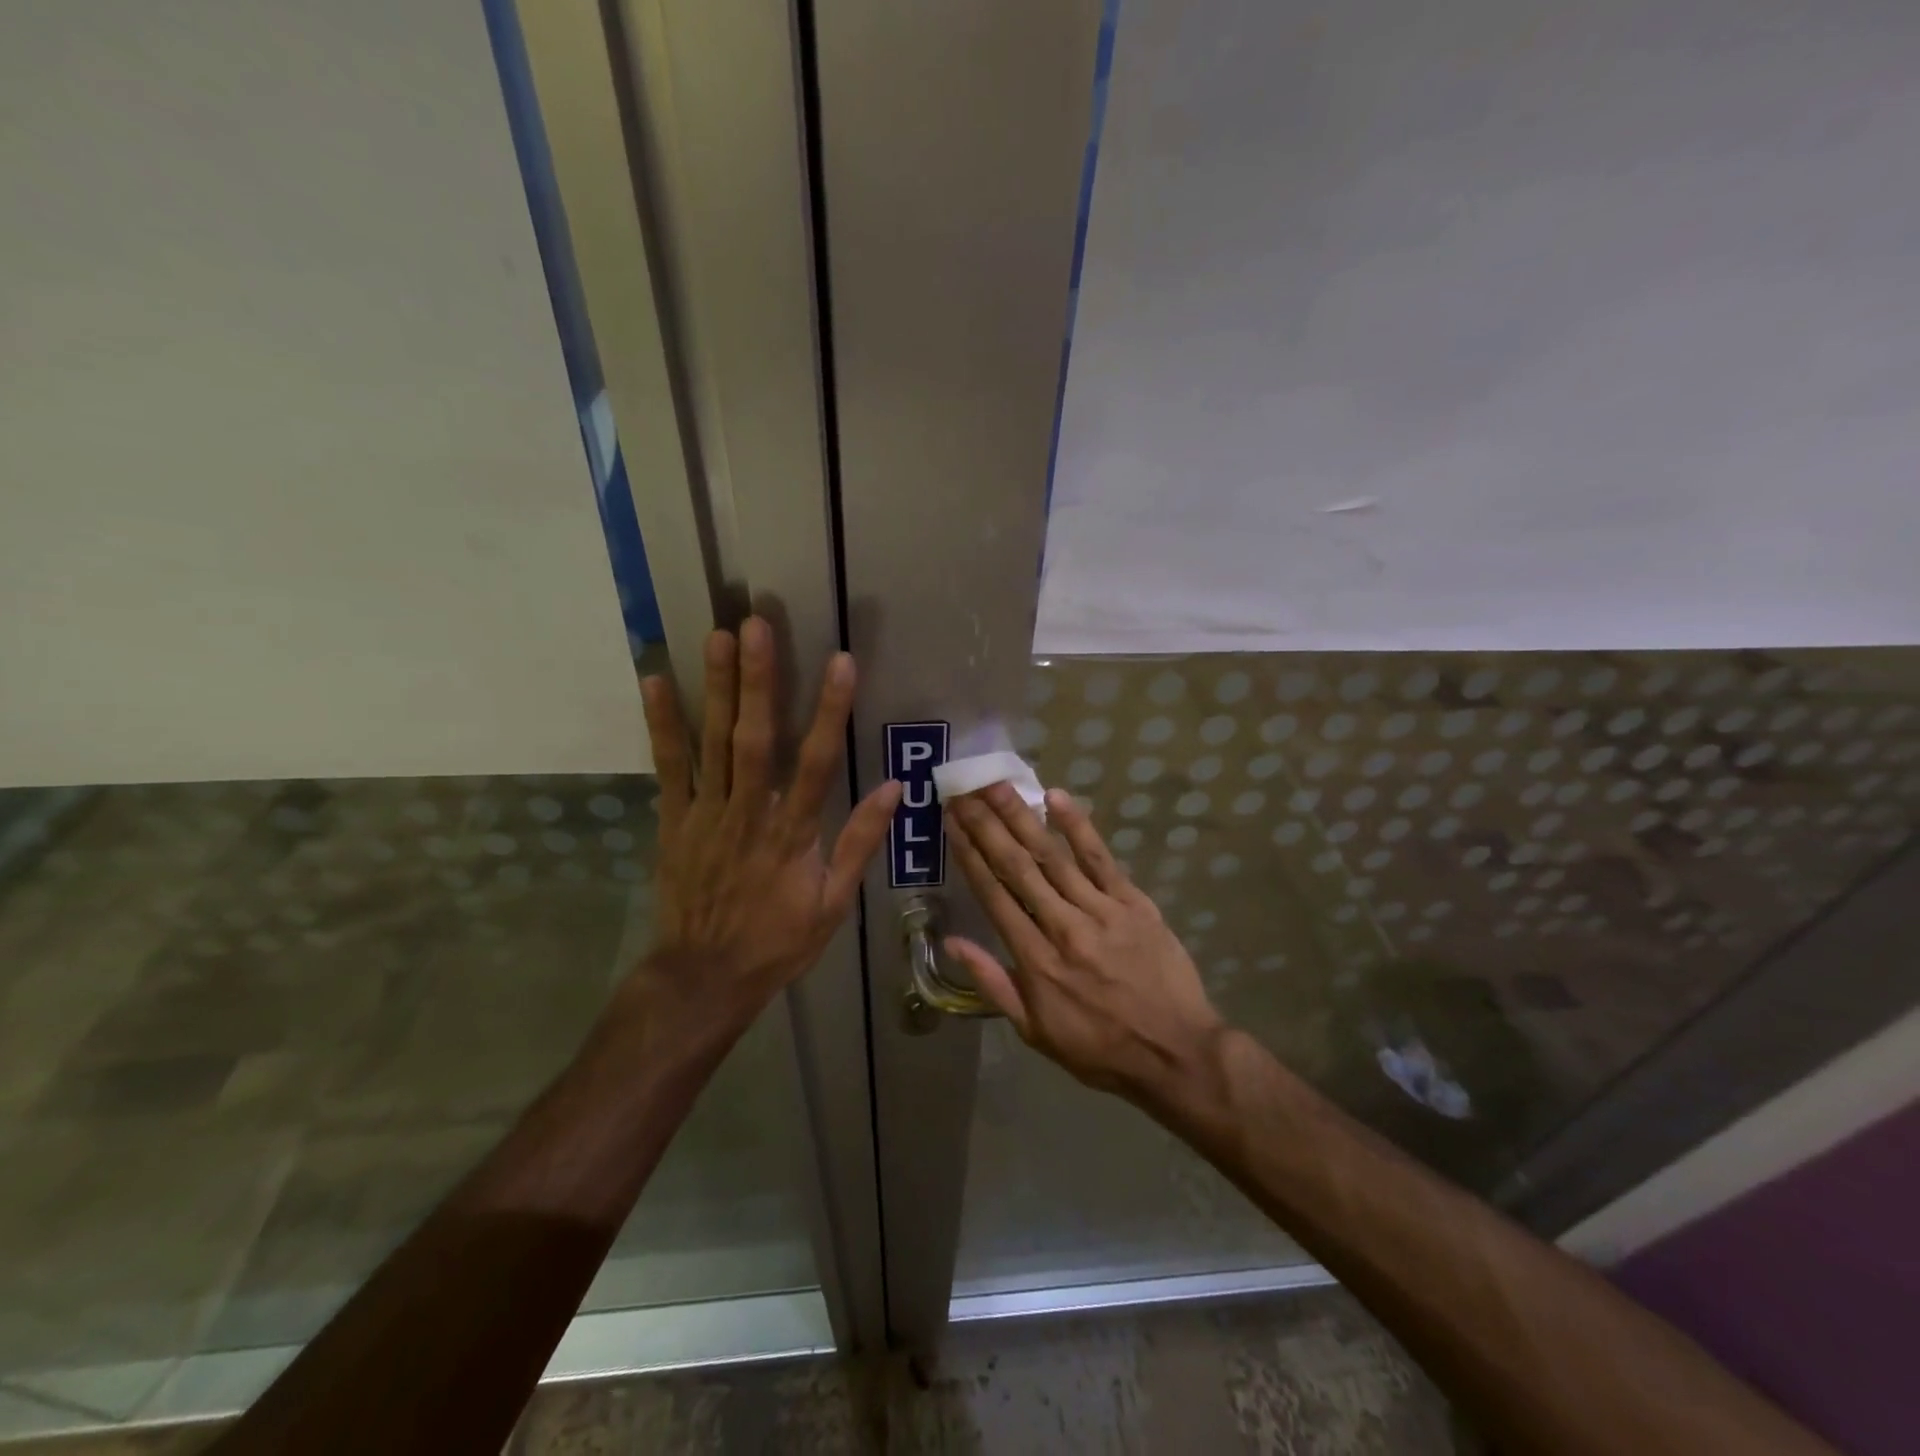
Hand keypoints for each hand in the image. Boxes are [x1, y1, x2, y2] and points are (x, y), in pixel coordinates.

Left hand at [634, 618, 899, 1034]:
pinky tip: (656, 680)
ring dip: (718, 687)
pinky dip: (663, 723)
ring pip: (714, 742)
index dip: (831, 711)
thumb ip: (860, 841)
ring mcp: (707, 814)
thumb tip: (896, 788)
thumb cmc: (777, 941)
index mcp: (794, 834)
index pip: (818, 762)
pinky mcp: (674, 819)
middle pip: (757, 738)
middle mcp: (750, 813)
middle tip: (757, 626)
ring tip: (718, 636)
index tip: (841, 663)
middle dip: (760, 680)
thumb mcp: (834, 903)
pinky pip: (669, 766)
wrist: (704, 976)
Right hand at [945, 783, 1225, 1101]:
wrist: (1176, 1053)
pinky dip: (1078, 827)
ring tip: (997, 786)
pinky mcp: (1133, 902)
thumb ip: (993, 984)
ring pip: (1053, 856)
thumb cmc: (1099, 1049)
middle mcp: (1063, 927)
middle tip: (964, 791)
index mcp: (1035, 961)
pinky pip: (1101, 859)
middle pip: (1018, 867)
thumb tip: (953, 942)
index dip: (969, 855)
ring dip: (1023, 817)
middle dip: (987, 826)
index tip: (952, 822)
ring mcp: (1100, 911)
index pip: (994, 895)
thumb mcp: (1035, 1032)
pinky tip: (1057, 798)